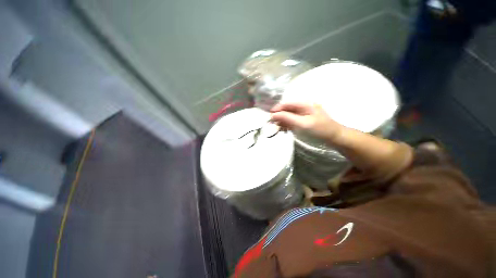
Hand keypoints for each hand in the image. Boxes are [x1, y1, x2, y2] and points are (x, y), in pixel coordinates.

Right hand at [270, 102, 342, 142]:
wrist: (334, 137)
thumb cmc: (319, 129)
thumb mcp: (302, 123)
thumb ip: (287, 118)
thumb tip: (273, 114)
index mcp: (304, 104)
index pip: (286, 104)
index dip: (277, 109)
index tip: (269, 116)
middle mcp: (303, 107)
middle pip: (287, 109)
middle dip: (279, 116)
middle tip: (273, 125)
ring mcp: (304, 114)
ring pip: (289, 115)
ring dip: (282, 122)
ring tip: (279, 129)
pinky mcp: (304, 120)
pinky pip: (292, 120)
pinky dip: (287, 125)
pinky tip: (285, 130)